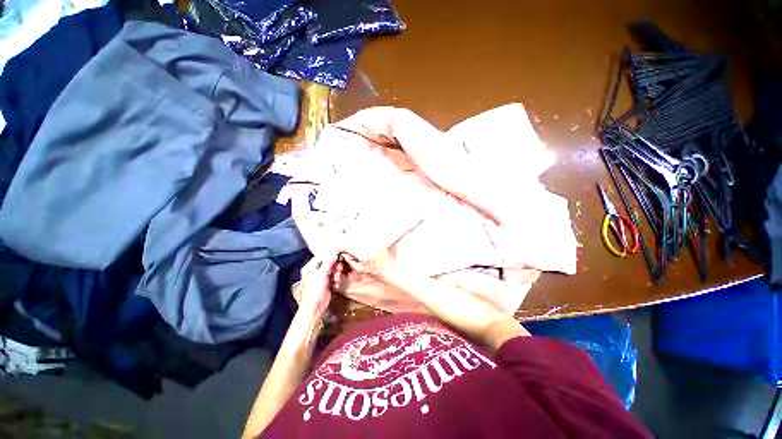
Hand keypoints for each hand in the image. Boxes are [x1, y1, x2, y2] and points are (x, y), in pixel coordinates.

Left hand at [295, 254, 341, 316]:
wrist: (315, 306)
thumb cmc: (315, 288)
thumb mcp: (322, 273)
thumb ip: (329, 262)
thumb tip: (335, 252)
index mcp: (310, 267)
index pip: (321, 256)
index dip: (330, 256)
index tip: (339, 256)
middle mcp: (314, 270)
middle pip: (327, 263)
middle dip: (334, 265)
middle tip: (339, 269)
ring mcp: (320, 277)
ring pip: (331, 269)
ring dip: (336, 272)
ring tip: (337, 276)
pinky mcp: (326, 283)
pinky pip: (332, 276)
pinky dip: (335, 278)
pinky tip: (336, 281)